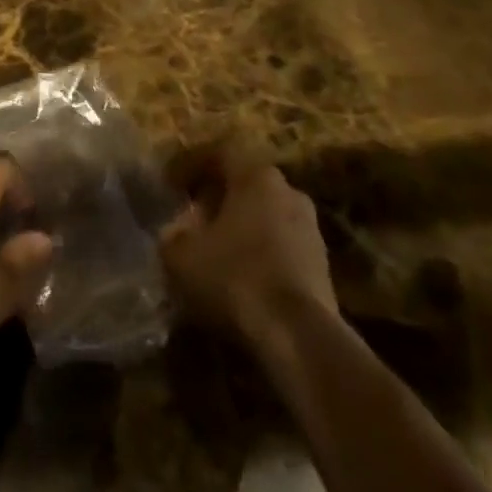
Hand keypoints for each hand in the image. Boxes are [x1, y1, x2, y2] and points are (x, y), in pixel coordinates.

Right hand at [159, 146, 336, 346]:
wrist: (299, 338)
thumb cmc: (235, 277)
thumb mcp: (181, 254)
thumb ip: (172, 234)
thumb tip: (173, 231)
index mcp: (255, 175)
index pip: (218, 153)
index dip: (189, 165)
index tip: (169, 184)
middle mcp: (288, 191)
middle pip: (244, 184)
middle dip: (216, 197)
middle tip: (191, 216)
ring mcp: (310, 228)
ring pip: (264, 215)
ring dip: (239, 227)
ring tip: (214, 250)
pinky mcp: (322, 266)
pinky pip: (280, 246)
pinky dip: (258, 253)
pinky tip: (240, 276)